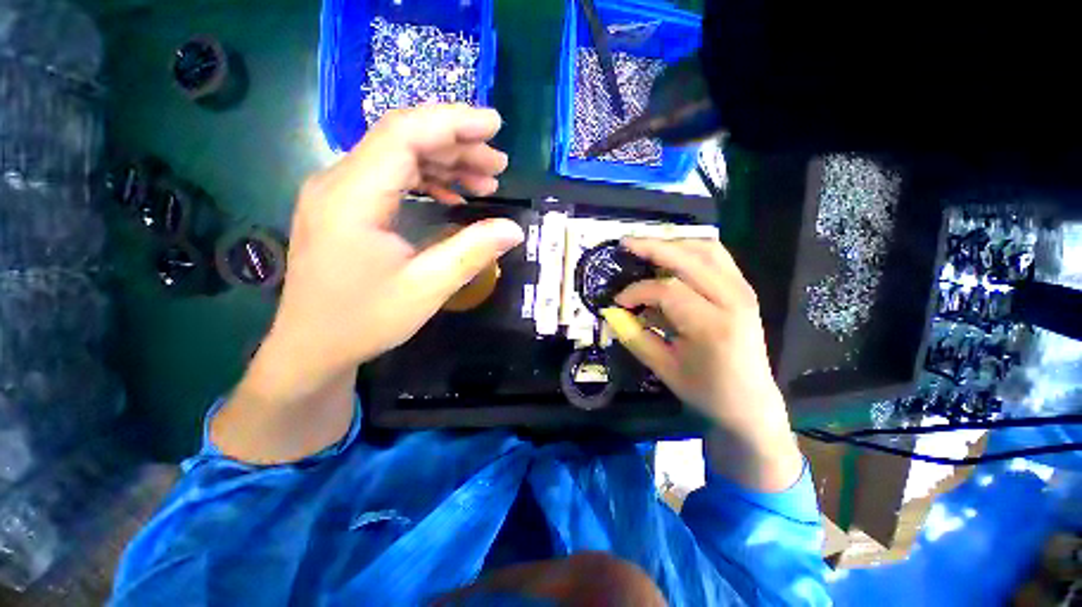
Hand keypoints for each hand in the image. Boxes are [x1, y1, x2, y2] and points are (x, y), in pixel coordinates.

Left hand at [215, 105, 523, 463]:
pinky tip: (452, 195)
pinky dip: (426, 179)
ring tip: (484, 180)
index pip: (404, 134)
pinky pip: (390, 178)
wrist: (312, 347)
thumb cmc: (364, 321)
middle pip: (402, 138)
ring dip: (444, 162)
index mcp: (352, 197)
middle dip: (456, 144)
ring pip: (397, 156)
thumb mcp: (426, 288)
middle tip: (498, 165)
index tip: (495, 126)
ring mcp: (338, 193)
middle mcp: (338, 182)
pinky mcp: (345, 207)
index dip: (453, 123)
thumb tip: (514, 229)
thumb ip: (471, 253)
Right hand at [604, 238, 801, 490]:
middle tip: (624, 243)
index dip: (636, 291)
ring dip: (673, 243)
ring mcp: (743, 290)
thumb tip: (611, 312)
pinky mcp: (744, 289)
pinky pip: (717, 256)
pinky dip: (691, 249)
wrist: (751, 403)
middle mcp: (733, 300)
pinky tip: (672, 255)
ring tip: (645, 247)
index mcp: (712, 326)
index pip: (667, 290)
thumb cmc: (706, 391)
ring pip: (706, 249)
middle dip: (651, 247)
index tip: (618, 301)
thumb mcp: (663, 368)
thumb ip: (634, 336)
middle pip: (688, 258)